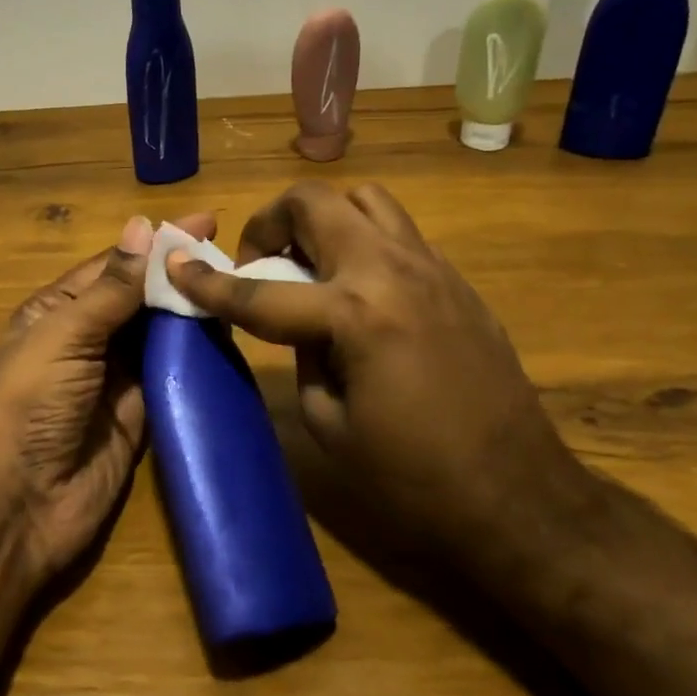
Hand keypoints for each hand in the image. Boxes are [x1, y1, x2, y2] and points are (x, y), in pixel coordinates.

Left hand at [0, 211, 217, 584]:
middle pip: (142, 299)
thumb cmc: (28, 405)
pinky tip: (229, 338)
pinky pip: (173, 376)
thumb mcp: (64, 335)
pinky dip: (197, 358)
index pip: (116, 265)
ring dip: (193, 314)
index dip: (158, 244)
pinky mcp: (141, 416)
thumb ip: (110, 288)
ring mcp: (116, 379)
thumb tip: (142, 226)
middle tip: (235, 257)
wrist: (16, 507)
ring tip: (240, 288)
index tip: (207, 223)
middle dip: (180, 276)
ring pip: (161, 335)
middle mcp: (89, 338)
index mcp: (60, 310)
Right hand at [166, 182, 579, 552]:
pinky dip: (361, 242)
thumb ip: (302, 357)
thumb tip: (300, 324)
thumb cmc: (414, 478)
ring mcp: (432, 268)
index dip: (209, 281)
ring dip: (323, 219)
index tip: (176, 262)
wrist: (521, 495)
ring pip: (364, 200)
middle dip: (271, 222)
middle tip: (261, 259)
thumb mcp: (329, 425)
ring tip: (310, 263)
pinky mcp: (456, 280)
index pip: (261, 290)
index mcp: (354, 315)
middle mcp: (391, 272)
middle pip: (316, 202)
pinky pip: (397, 233)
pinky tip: (358, 290)